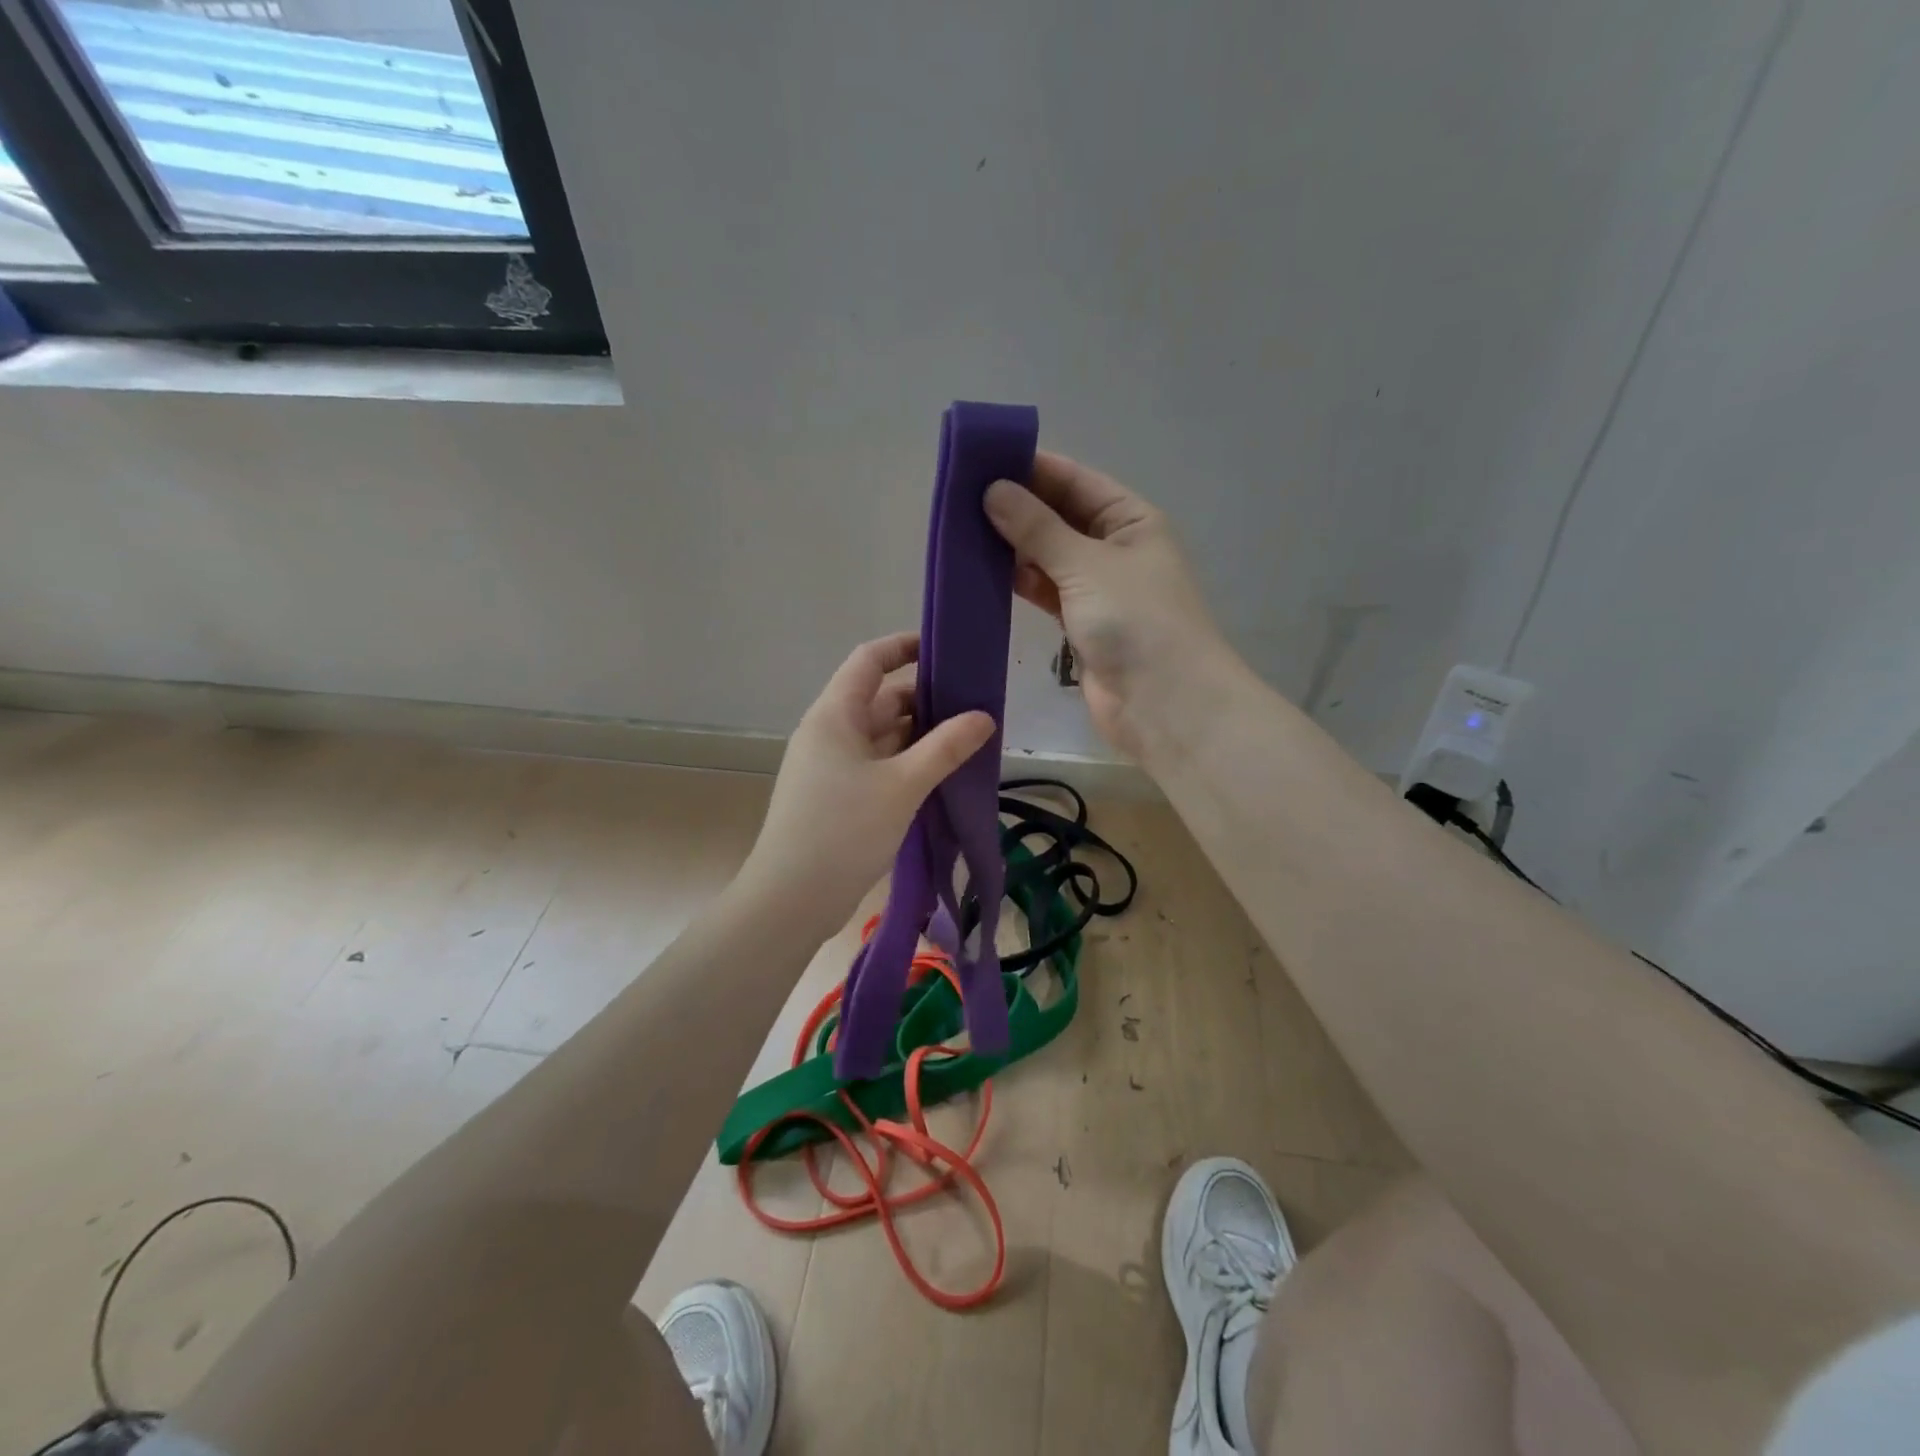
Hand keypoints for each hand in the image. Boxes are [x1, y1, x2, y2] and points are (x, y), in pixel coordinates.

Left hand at [738, 632, 994, 940]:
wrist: (791, 900)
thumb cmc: (843, 831)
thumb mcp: (902, 785)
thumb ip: (945, 748)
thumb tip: (984, 717)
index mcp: (834, 715)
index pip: (869, 661)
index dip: (904, 646)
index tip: (945, 649)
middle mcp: (829, 733)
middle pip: (880, 699)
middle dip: (925, 699)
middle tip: (975, 705)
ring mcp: (831, 767)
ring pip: (882, 736)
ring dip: (920, 736)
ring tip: (968, 740)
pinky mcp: (836, 797)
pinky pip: (877, 766)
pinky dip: (907, 764)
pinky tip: (941, 775)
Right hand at [985, 452, 1234, 761]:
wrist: (1163, 703)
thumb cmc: (1136, 620)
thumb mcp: (1086, 564)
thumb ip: (1038, 528)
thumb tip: (994, 491)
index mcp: (1131, 520)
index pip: (1076, 481)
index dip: (1032, 468)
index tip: (981, 461)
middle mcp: (1116, 549)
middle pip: (1060, 517)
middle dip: (1017, 508)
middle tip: (960, 498)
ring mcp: (1098, 589)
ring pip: (1049, 556)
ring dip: (1013, 547)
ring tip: (962, 531)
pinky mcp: (1081, 625)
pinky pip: (1046, 592)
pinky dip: (1020, 582)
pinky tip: (984, 572)